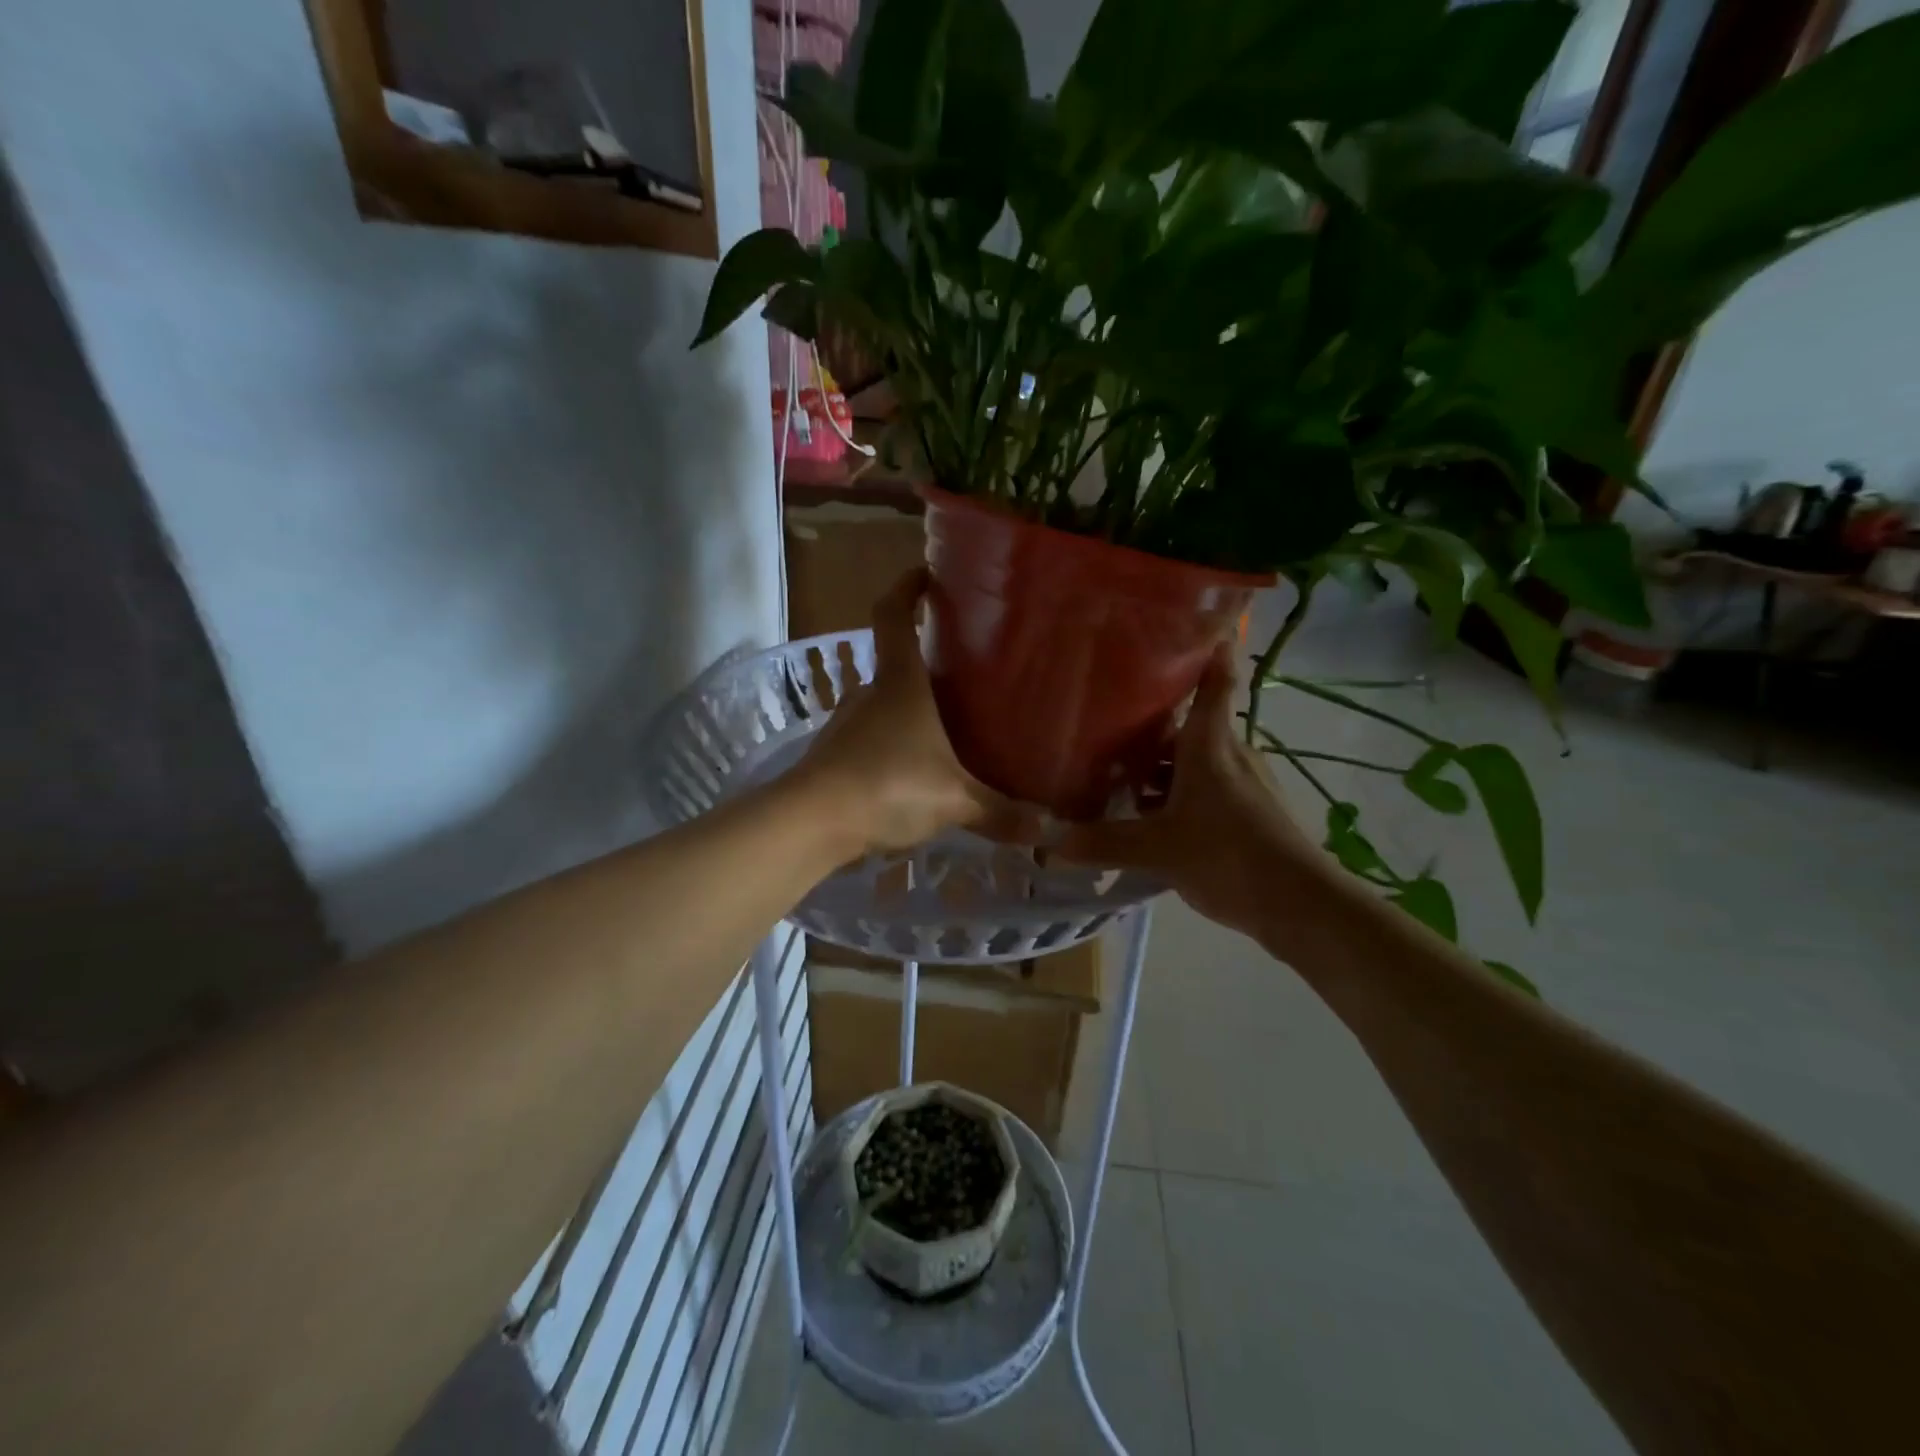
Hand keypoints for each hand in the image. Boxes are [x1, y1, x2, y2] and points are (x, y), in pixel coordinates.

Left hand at [796, 571, 1030, 855]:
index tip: (926, 575)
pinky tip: (914, 775)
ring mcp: (846, 726)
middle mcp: (869, 695)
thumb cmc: (887, 786)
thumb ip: (999, 812)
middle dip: (926, 666)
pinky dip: (893, 747)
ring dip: (910, 713)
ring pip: (883, 706)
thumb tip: (1045, 829)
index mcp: (899, 683)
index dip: (906, 588)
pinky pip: (871, 742)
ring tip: (947, 731)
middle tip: (964, 678)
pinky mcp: (834, 758)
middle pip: (895, 664)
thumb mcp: (953, 800)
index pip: (893, 615)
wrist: (810, 823)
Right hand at [1054, 645, 1330, 936]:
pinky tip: (1152, 819)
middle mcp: (1229, 753)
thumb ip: (1102, 843)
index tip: (1194, 623)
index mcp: (1210, 744)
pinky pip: (1205, 789)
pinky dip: (1177, 794)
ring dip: (1160, 767)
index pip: (1215, 681)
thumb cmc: (1227, 855)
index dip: (1209, 649)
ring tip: (1118, 777)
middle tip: (1106, 721)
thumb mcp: (1157, 849)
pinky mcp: (1250, 812)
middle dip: (1152, 724)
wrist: (1298, 904)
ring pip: (1195, 760)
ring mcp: (1243, 783)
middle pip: (1190, 725)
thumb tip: (1048, 841)